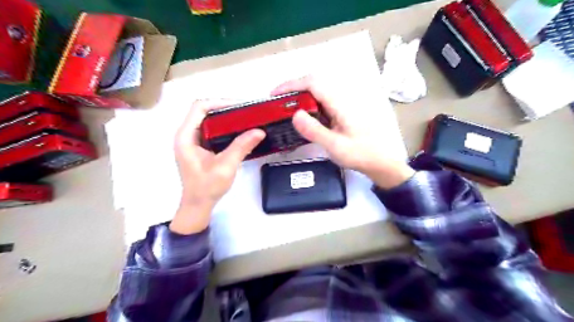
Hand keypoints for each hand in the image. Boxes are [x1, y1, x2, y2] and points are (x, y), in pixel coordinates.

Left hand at [170, 99, 266, 234]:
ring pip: (208, 120)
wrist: (198, 205)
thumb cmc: (207, 187)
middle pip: (204, 111)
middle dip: (225, 109)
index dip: (219, 102)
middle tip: (246, 113)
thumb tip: (259, 131)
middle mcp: (186, 135)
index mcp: (186, 136)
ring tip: (245, 120)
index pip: (199, 107)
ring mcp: (192, 141)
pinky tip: (238, 132)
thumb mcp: (226, 166)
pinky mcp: (199, 147)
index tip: (240, 106)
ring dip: (226, 118)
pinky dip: (224, 128)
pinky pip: (211, 131)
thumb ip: (241, 147)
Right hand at [272, 75, 415, 187]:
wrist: (380, 162)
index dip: (292, 84)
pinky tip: (302, 120)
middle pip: (314, 85)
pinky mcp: (341, 114)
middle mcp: (341, 100)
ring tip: (285, 111)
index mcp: (340, 104)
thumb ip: (315, 130)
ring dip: (299, 98)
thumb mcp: (335, 146)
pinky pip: (321, 105)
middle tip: (277, 104)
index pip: (313, 83)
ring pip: (317, 94)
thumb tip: (295, 114)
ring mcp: (342, 107)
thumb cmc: (360, 154)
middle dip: (293, 90)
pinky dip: (307, 108)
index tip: (275, 94)